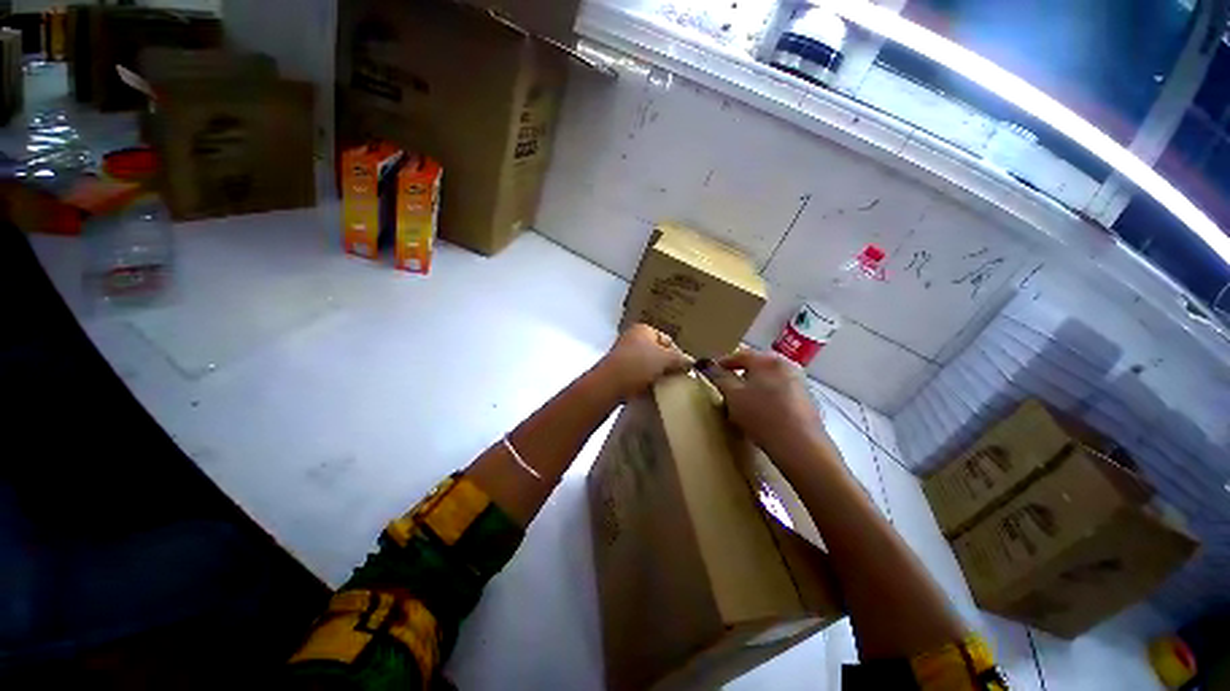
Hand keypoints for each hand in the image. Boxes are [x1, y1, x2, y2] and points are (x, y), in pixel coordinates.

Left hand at [598, 324, 692, 397]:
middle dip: (666, 365)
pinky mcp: (617, 371)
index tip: (683, 369)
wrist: (609, 384)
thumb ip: (680, 359)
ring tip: (663, 386)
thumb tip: (691, 362)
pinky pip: (636, 375)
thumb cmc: (638, 365)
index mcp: (643, 329)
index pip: (668, 340)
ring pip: (646, 365)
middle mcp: (631, 338)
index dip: (677, 354)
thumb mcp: (665, 359)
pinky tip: (649, 391)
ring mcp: (623, 354)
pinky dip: (643, 382)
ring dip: (655, 375)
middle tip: (675, 379)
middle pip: (657, 352)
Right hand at [698, 349, 829, 461]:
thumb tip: (707, 365)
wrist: (800, 446)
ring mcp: (799, 382)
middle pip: (756, 366)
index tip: (711, 372)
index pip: (740, 355)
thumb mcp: (732, 395)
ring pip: (769, 379)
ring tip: (742, 402)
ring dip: (754, 387)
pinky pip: (780, 392)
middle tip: (726, 388)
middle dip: (740, 375)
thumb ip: (719, 377)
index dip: (723, 363)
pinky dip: (767, 397)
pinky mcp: (806, 400)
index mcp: (767, 360)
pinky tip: (761, 413)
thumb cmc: (761, 415)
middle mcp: (786, 365)